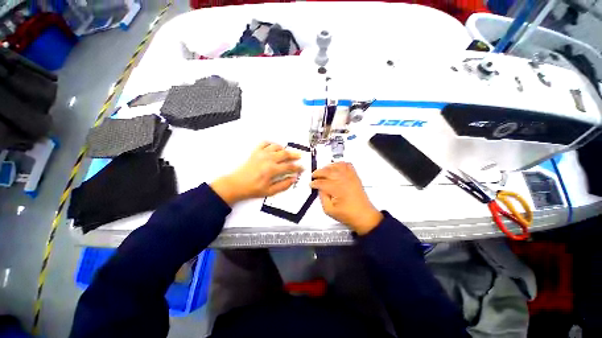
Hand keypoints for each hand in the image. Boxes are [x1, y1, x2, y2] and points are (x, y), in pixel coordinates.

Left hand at [211, 142, 303, 204]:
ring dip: (284, 149)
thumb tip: (293, 178)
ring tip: (287, 153)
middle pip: (285, 154)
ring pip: (277, 147)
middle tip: (300, 156)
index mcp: (272, 170)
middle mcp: (268, 159)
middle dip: (294, 155)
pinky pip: (265, 143)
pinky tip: (274, 148)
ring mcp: (261, 154)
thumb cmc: (253, 189)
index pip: (289, 166)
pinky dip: (271, 144)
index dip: (298, 167)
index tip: (302, 168)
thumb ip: (284, 185)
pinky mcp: (256, 152)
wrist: (237, 184)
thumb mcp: (270, 191)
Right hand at [311, 162, 382, 234]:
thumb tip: (319, 189)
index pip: (321, 182)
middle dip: (318, 172)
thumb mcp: (329, 210)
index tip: (311, 184)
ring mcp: (350, 177)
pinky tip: (336, 166)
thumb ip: (322, 198)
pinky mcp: (355, 177)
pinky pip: (347, 165)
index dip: (314, 183)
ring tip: (323, 170)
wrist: (364, 216)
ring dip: (328, 166)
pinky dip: (341, 163)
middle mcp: (343, 180)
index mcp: (336, 189)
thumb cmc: (349, 215)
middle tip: (314, 175)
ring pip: (336, 165)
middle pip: (327, 171)